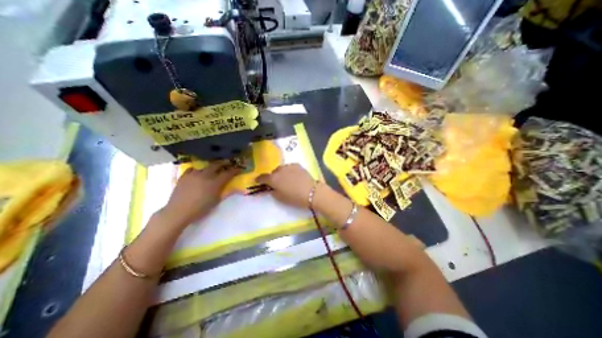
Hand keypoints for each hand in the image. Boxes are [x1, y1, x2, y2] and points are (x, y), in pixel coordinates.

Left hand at [160, 161, 239, 229]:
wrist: (178, 212)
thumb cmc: (200, 209)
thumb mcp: (216, 201)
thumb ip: (226, 192)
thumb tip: (236, 188)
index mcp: (215, 182)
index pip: (228, 173)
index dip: (234, 170)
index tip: (239, 168)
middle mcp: (206, 175)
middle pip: (217, 165)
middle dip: (224, 163)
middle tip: (228, 163)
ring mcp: (194, 174)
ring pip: (205, 166)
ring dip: (211, 166)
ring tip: (213, 168)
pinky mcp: (184, 176)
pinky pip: (192, 169)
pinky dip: (197, 169)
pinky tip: (198, 172)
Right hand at [256, 164, 316, 207]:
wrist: (311, 192)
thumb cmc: (294, 198)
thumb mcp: (280, 198)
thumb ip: (273, 191)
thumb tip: (271, 187)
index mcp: (273, 179)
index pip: (262, 177)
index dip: (259, 179)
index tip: (258, 181)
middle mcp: (279, 170)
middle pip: (273, 172)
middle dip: (273, 177)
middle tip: (278, 183)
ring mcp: (289, 166)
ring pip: (282, 169)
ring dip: (282, 173)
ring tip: (287, 179)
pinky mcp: (297, 165)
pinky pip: (290, 167)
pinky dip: (290, 171)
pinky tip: (294, 176)